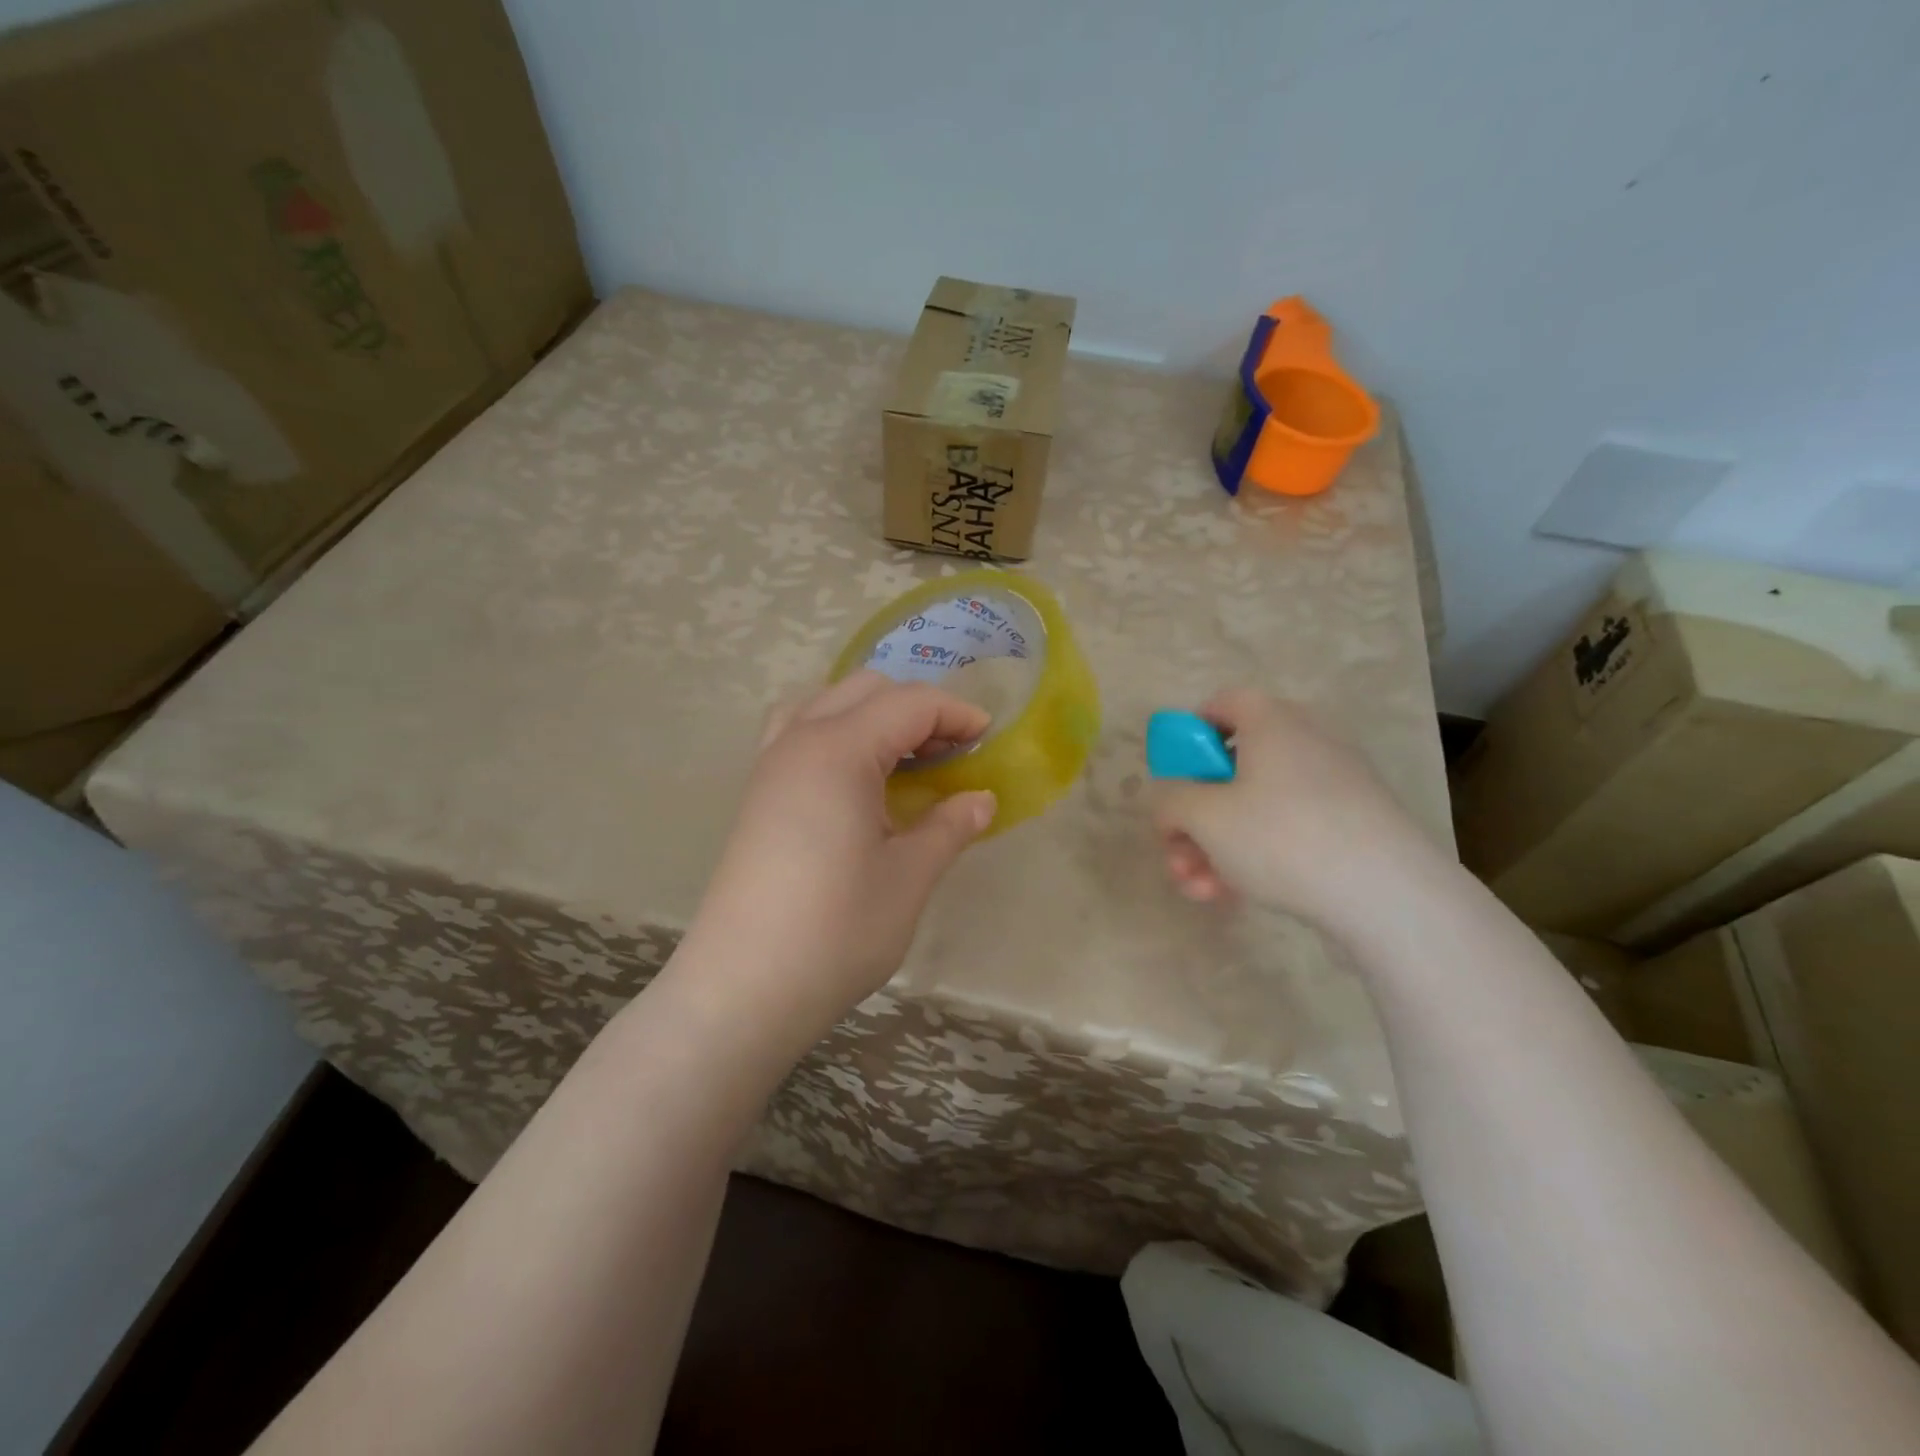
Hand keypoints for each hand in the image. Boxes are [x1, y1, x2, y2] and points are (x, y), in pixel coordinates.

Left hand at [682, 671, 996, 1033]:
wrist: (743, 989)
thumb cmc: (836, 931)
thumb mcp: (909, 877)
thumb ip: (949, 826)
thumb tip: (982, 799)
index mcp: (839, 751)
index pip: (909, 704)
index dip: (956, 714)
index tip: (989, 739)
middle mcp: (798, 741)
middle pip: (866, 690)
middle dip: (917, 709)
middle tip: (952, 752)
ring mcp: (769, 765)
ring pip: (825, 702)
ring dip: (872, 715)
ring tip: (903, 757)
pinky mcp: (757, 794)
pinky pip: (798, 731)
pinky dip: (836, 732)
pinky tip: (854, 778)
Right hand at [1153, 689, 1431, 929]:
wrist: (1388, 895)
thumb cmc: (1282, 837)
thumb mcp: (1204, 817)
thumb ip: (1170, 802)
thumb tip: (1172, 805)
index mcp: (1272, 721)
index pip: (1222, 704)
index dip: (1188, 735)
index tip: (1173, 777)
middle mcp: (1306, 741)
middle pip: (1233, 768)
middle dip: (1194, 817)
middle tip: (1176, 855)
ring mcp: (1334, 784)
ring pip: (1256, 807)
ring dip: (1216, 846)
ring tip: (1199, 890)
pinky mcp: (1353, 825)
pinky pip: (1289, 829)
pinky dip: (1256, 856)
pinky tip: (1233, 896)